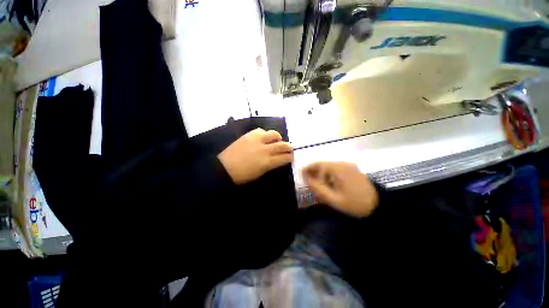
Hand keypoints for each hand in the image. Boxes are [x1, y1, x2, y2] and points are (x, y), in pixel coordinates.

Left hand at [218, 128, 293, 184]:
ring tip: (277, 140)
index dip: (290, 157)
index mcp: (267, 162)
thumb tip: (278, 160)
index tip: (291, 157)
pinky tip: (263, 137)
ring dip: (278, 137)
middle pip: (282, 145)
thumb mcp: (260, 173)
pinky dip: (265, 134)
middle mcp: (265, 150)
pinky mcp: (249, 135)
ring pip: (273, 134)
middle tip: (290, 148)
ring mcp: (257, 140)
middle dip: (289, 147)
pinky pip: (261, 130)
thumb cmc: (242, 176)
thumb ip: (271, 165)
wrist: (224, 168)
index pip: (285, 157)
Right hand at [303, 162, 378, 217]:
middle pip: (324, 165)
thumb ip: (318, 188)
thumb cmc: (354, 203)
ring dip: (322, 174)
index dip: (309, 169)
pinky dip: (329, 175)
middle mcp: (343, 164)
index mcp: (339, 169)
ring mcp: (349, 166)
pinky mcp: (352, 169)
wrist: (378, 206)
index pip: (319, 165)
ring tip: (319, 184)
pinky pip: (336, 169)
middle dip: (315, 172)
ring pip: (329, 167)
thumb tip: (306, 178)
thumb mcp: (333, 198)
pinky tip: (329, 184)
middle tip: (309, 181)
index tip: (302, 174)